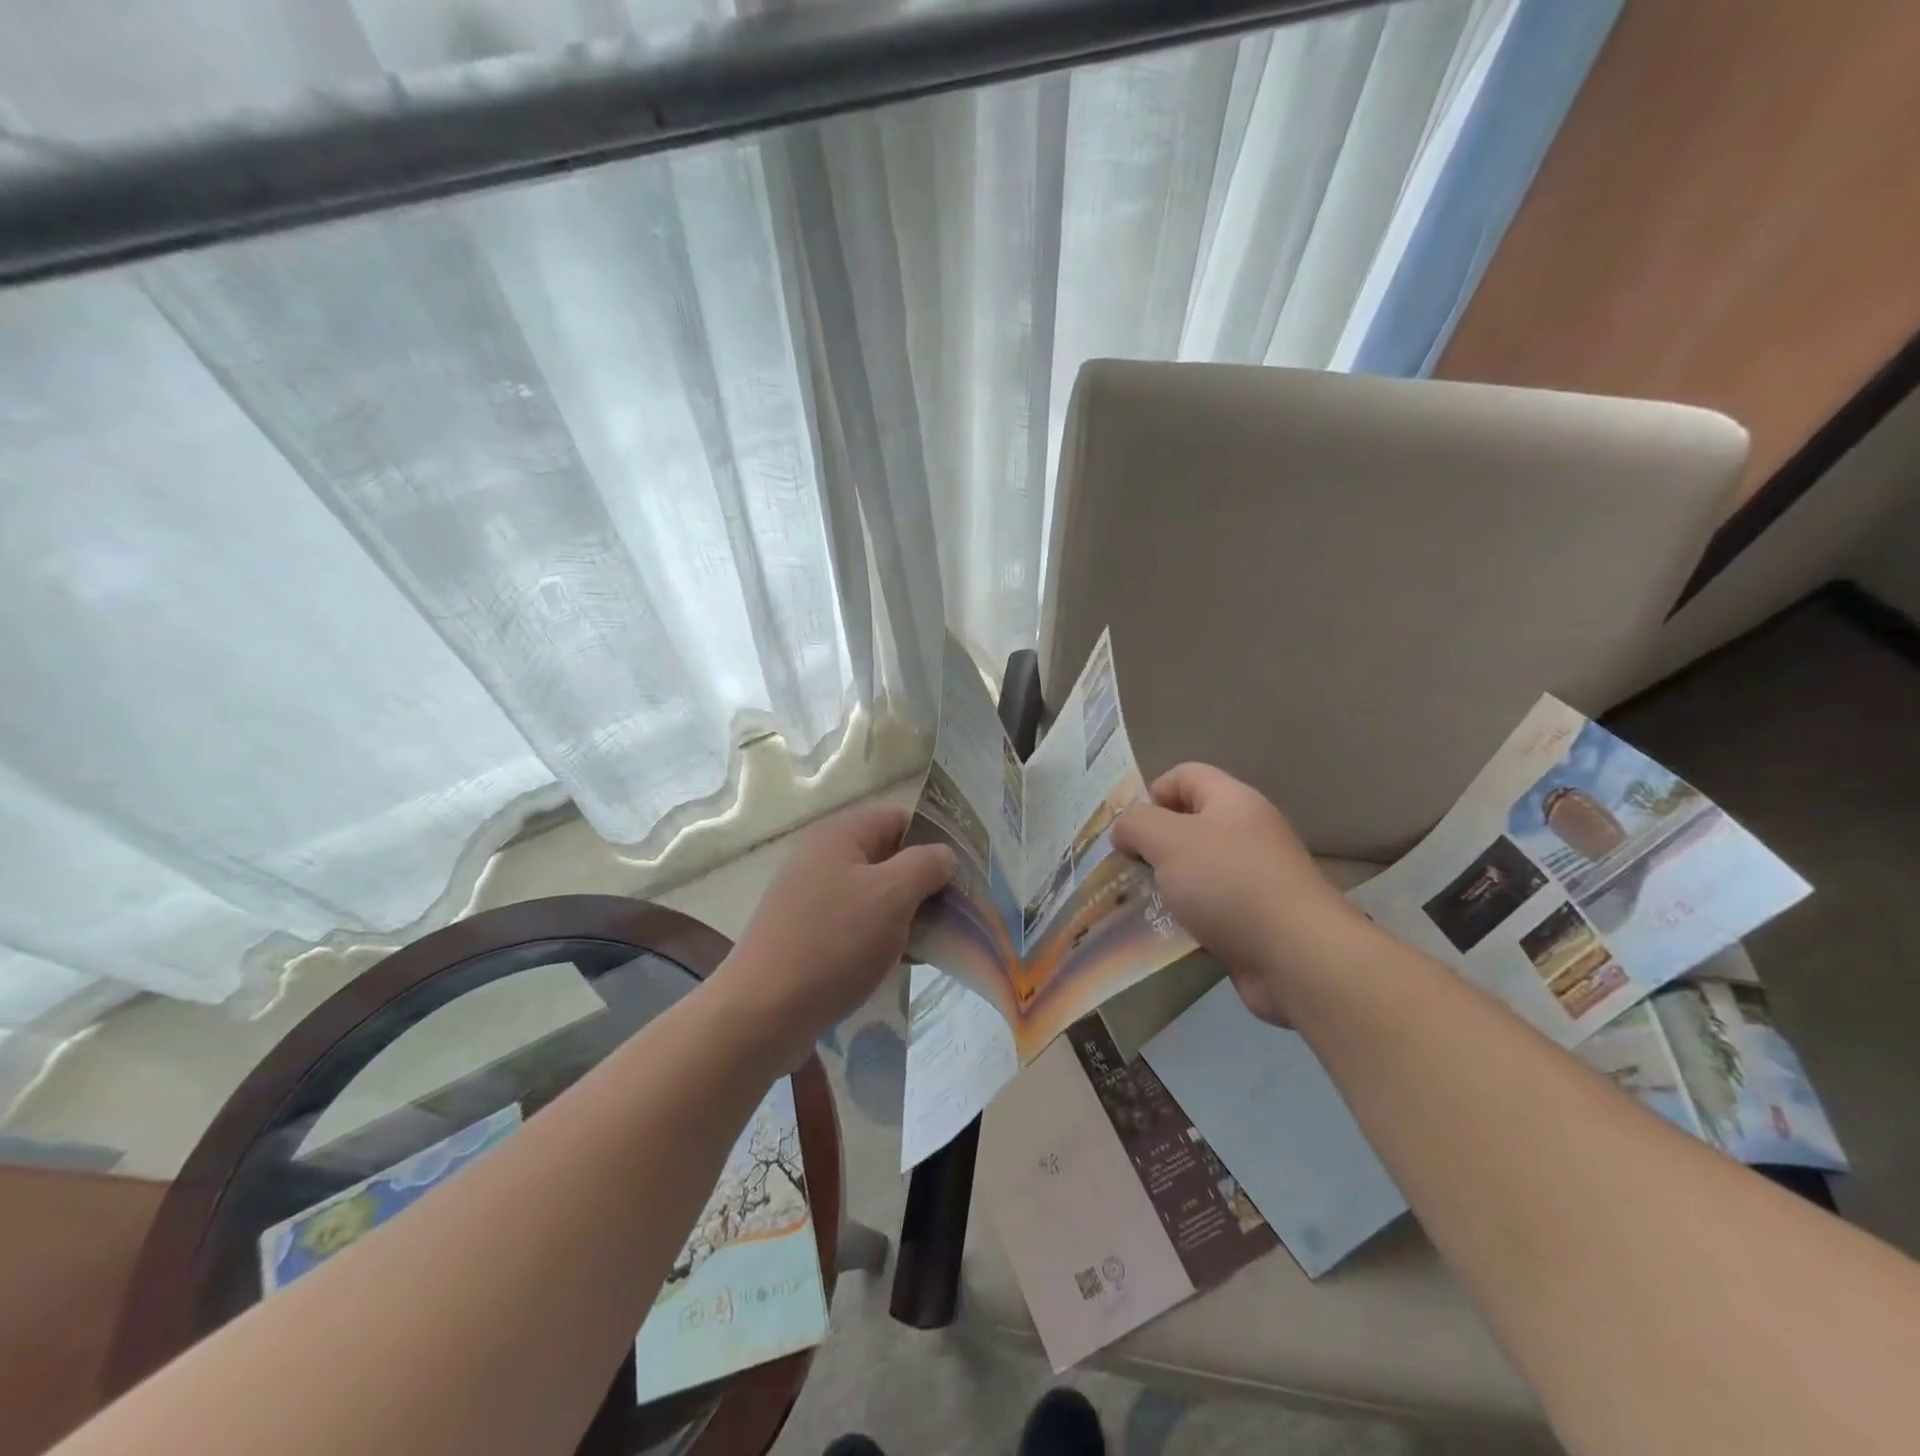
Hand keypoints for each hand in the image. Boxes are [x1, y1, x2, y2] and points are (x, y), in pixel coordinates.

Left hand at [718, 802, 955, 1067]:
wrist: (763, 1012)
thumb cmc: (834, 942)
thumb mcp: (891, 895)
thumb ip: (926, 865)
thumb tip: (944, 855)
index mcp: (839, 836)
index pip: (898, 818)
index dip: (934, 838)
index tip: (964, 870)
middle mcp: (823, 859)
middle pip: (888, 857)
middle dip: (924, 881)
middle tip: (957, 910)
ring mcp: (812, 899)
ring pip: (875, 895)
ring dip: (907, 913)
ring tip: (936, 940)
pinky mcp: (808, 936)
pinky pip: (857, 925)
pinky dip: (883, 937)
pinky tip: (904, 961)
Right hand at [1111, 764, 1357, 1025]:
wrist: (1297, 956)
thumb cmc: (1228, 883)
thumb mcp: (1167, 841)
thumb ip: (1136, 824)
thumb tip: (1126, 830)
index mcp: (1232, 800)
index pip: (1184, 775)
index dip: (1152, 794)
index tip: (1132, 831)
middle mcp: (1248, 831)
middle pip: (1189, 823)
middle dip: (1154, 845)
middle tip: (1131, 870)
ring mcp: (1256, 876)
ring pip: (1198, 869)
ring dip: (1169, 885)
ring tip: (1146, 905)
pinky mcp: (1258, 917)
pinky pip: (1212, 907)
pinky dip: (1189, 917)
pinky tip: (1174, 934)